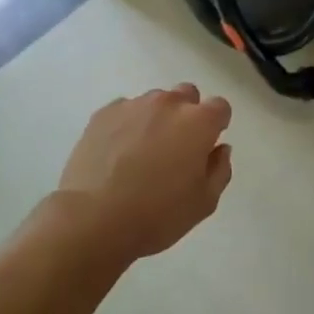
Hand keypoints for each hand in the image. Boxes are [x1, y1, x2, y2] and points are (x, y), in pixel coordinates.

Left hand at [55, 85, 233, 260]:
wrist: (93, 219)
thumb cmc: (157, 214)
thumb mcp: (204, 203)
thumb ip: (219, 170)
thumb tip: (220, 149)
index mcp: (199, 122)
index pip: (220, 107)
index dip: (216, 125)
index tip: (207, 147)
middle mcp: (168, 103)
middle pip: (187, 95)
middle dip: (187, 114)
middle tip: (176, 148)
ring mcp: (133, 105)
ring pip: (154, 101)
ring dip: (156, 118)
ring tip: (141, 153)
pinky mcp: (103, 113)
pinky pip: (125, 110)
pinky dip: (127, 124)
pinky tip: (117, 153)